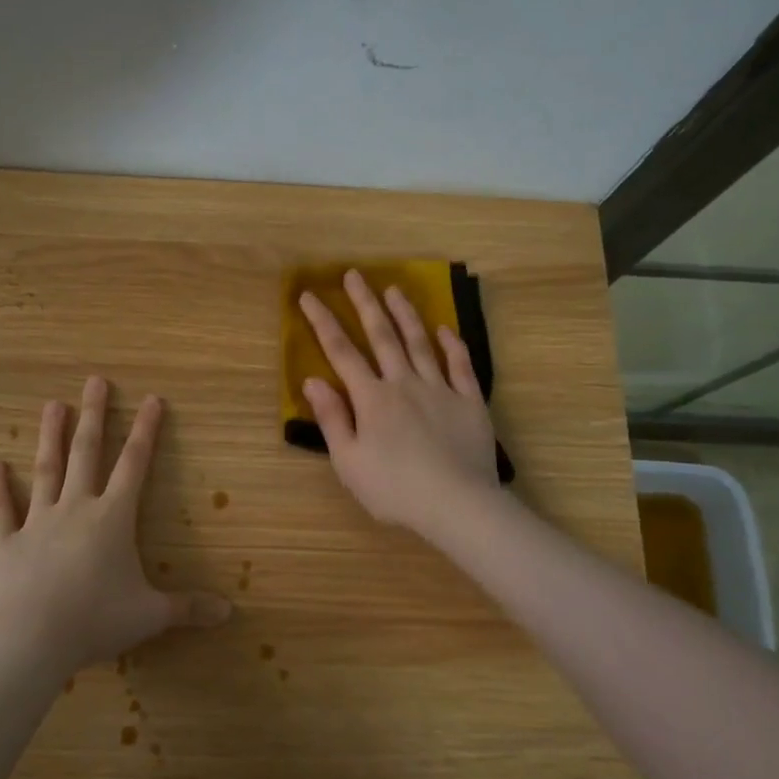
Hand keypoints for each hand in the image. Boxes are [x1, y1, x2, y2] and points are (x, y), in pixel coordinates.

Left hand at [0, 377, 230, 676]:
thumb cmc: (96, 620)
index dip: (146, 430)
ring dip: (50, 436)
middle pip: (87, 452)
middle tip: (95, 381)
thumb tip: (229, 612)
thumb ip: (188, 608)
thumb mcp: (150, 615)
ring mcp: (37, 522)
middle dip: (94, 415)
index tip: (152, 399)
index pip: (135, 464)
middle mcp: (76, 508)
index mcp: (112, 518)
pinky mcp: (5, 542)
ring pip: (46, 470)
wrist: (32, 640)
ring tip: (53, 404)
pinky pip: (0, 509)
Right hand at [299, 269, 500, 539]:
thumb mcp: (349, 461)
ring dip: (405, 314)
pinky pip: (460, 365)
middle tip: (354, 275)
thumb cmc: (394, 489)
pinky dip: (451, 345)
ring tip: (394, 290)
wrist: (457, 504)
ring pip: (419, 342)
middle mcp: (404, 383)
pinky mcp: (469, 401)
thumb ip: (332, 418)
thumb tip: (312, 381)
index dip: (323, 322)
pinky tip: (444, 329)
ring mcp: (440, 389)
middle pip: (381, 336)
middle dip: (365, 303)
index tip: (309, 296)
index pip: (341, 352)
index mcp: (371, 398)